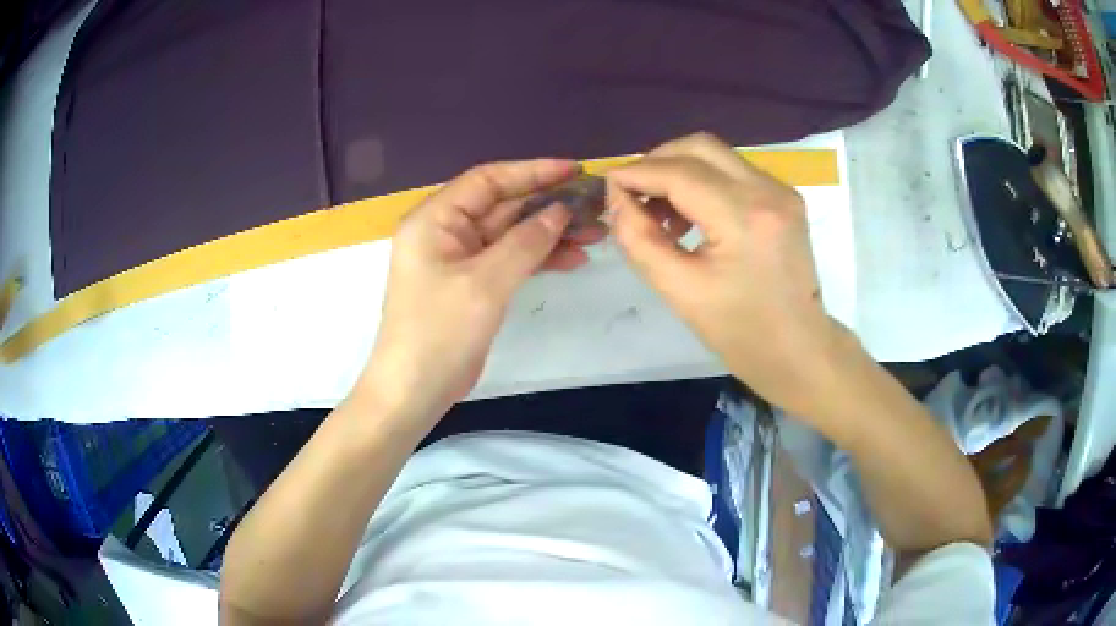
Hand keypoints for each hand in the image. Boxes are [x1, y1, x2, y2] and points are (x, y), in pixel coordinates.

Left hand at [358, 159, 604, 423]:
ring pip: (511, 234)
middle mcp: (446, 231)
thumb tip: (561, 211)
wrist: (414, 390)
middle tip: (595, 207)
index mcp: (435, 219)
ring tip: (595, 235)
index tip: (575, 170)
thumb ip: (525, 242)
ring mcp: (460, 259)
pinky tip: (573, 260)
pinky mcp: (473, 284)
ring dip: (550, 234)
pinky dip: (539, 258)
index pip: (488, 180)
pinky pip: (510, 260)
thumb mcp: (485, 283)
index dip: (533, 172)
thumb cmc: (439, 332)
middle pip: (504, 206)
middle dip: (549, 206)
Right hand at [607, 133, 850, 416]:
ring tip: (661, 210)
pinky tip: (692, 214)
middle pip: (699, 147)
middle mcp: (768, 191)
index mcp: (744, 217)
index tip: (607, 185)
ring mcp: (781, 191)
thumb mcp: (678, 291)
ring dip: (680, 169)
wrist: (798, 349)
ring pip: (717, 154)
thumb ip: (638, 238)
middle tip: (633, 193)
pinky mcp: (785, 198)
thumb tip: (616, 199)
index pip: (678, 172)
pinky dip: (704, 180)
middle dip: (657, 161)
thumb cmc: (740, 332)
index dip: (636, 173)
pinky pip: (734, 171)